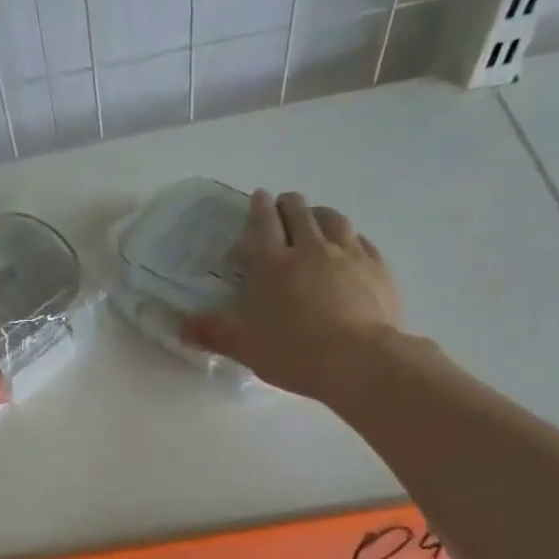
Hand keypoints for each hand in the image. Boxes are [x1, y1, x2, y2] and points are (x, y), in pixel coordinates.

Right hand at [183, 188, 403, 401]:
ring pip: (334, 219)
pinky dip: (351, 237)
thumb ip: (212, 333)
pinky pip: (362, 241)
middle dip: (289, 204)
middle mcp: (310, 249)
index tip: (258, 197)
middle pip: (299, 212)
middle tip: (283, 207)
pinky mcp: (377, 269)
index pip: (263, 223)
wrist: (358, 361)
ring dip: (320, 214)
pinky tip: (350, 245)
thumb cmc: (293, 351)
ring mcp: (349, 255)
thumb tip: (181, 328)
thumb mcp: (243, 346)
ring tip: (316, 218)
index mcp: (273, 263)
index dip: (258, 207)